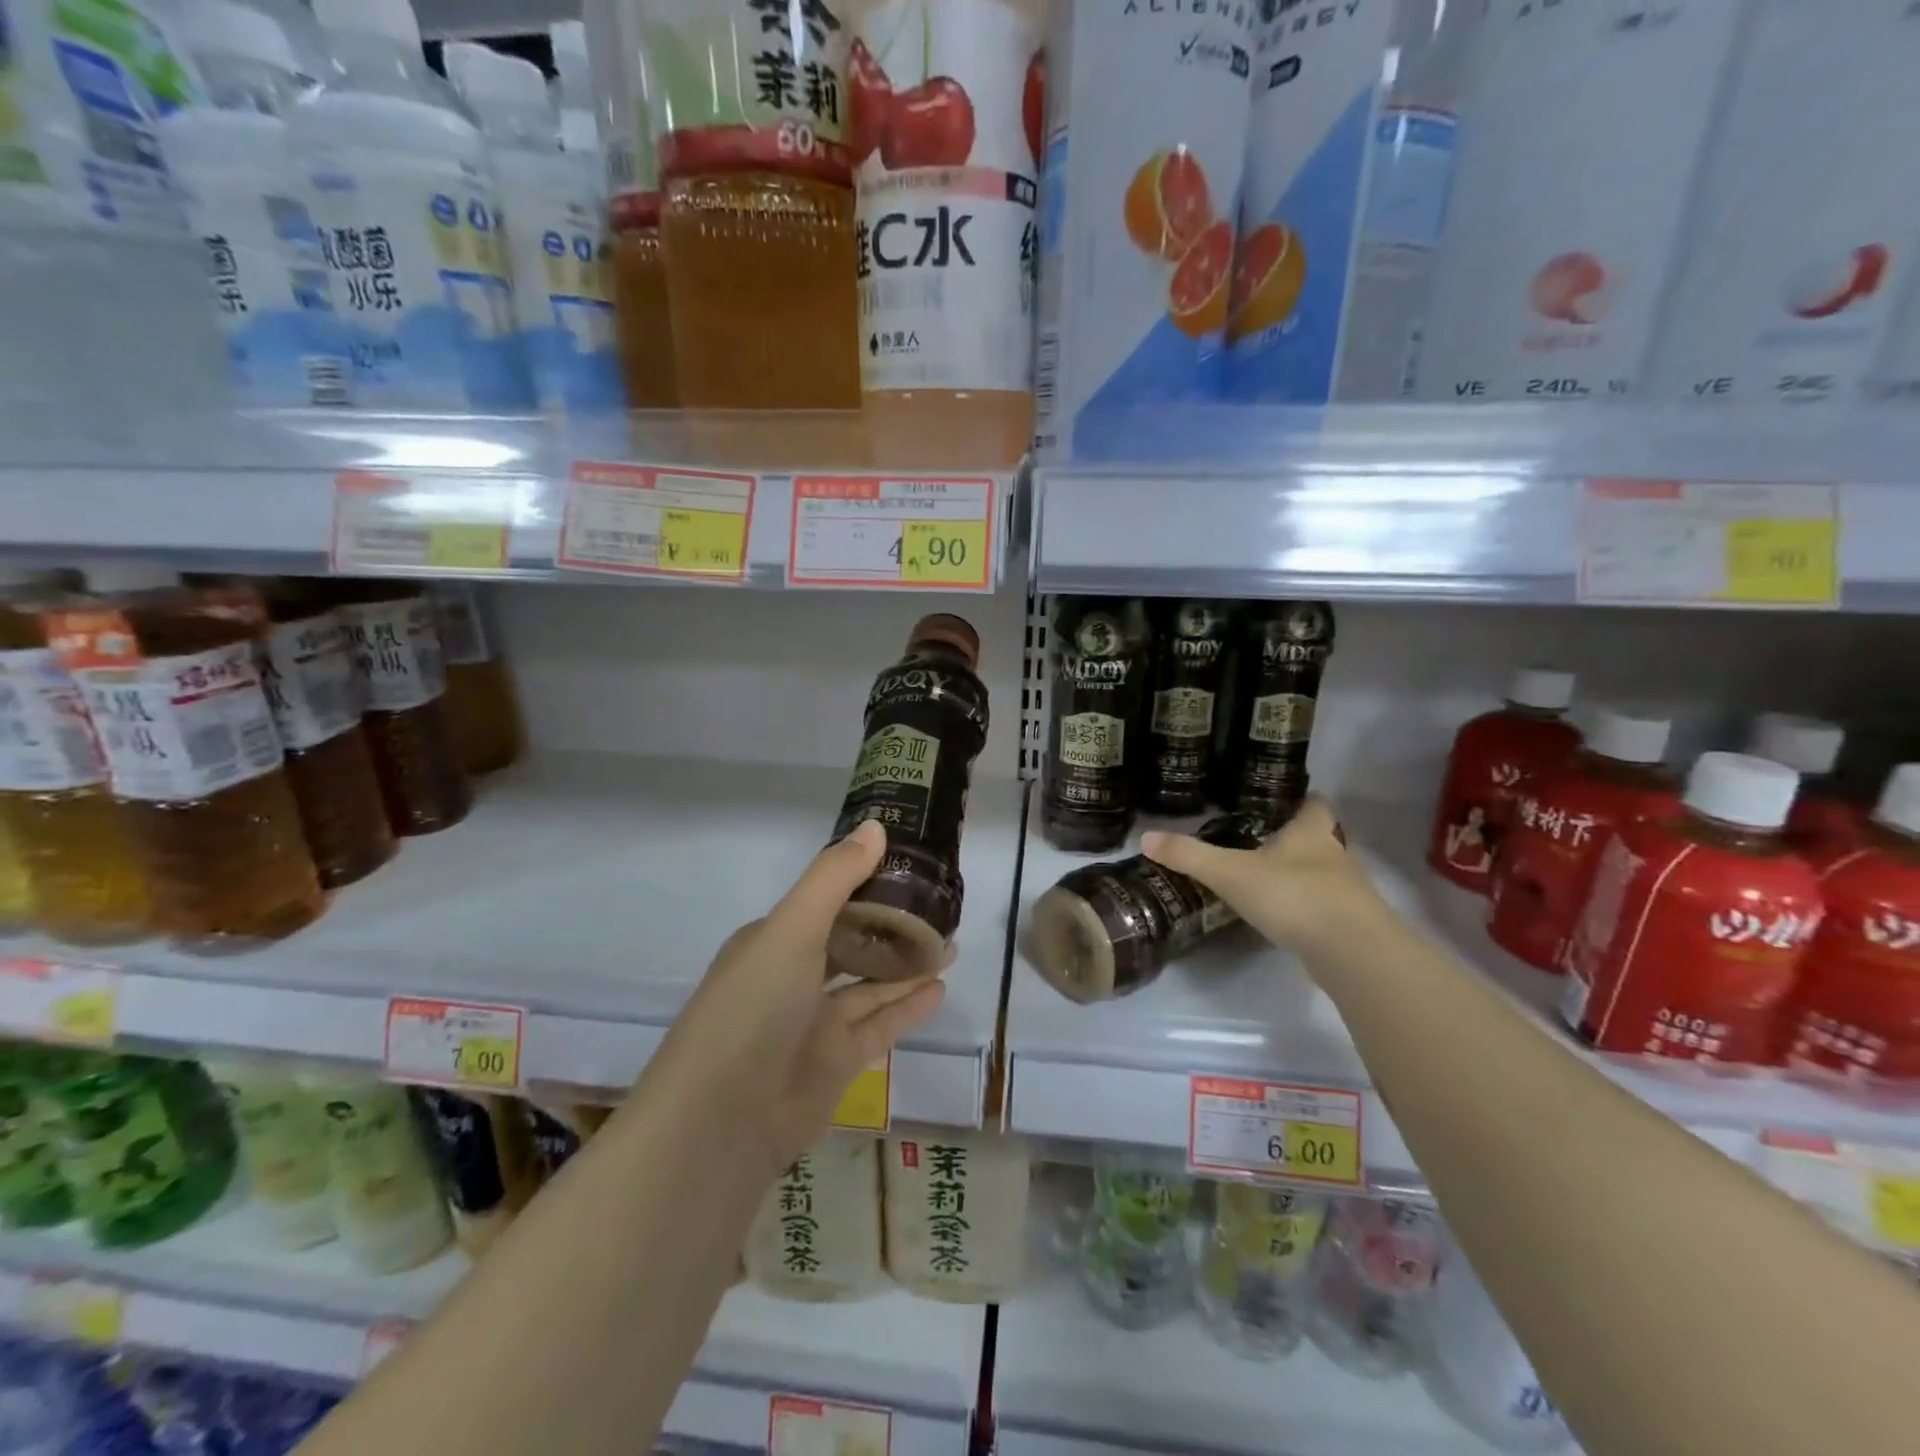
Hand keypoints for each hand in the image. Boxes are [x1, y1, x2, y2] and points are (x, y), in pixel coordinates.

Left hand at [647, 821, 945, 1176]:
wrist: (723, 1121)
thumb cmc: (753, 1007)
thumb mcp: (792, 928)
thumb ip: (835, 877)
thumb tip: (877, 826)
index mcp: (773, 940)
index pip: (826, 900)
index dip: (865, 881)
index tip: (908, 865)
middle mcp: (793, 977)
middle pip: (851, 942)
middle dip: (891, 925)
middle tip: (939, 906)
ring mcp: (815, 1022)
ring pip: (870, 984)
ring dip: (907, 964)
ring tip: (950, 942)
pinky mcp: (837, 1062)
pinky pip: (880, 1025)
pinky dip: (908, 1007)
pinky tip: (940, 987)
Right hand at [1141, 798, 1381, 955]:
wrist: (1352, 952)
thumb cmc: (1293, 895)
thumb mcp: (1230, 872)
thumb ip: (1189, 855)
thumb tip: (1145, 837)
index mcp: (1310, 833)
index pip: (1315, 804)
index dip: (1302, 798)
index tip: (1283, 798)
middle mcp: (1335, 856)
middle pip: (1321, 839)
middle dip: (1297, 840)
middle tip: (1263, 841)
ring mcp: (1349, 894)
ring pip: (1326, 875)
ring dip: (1303, 876)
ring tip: (1268, 880)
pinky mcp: (1352, 927)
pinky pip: (1327, 909)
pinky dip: (1308, 909)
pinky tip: (1286, 918)